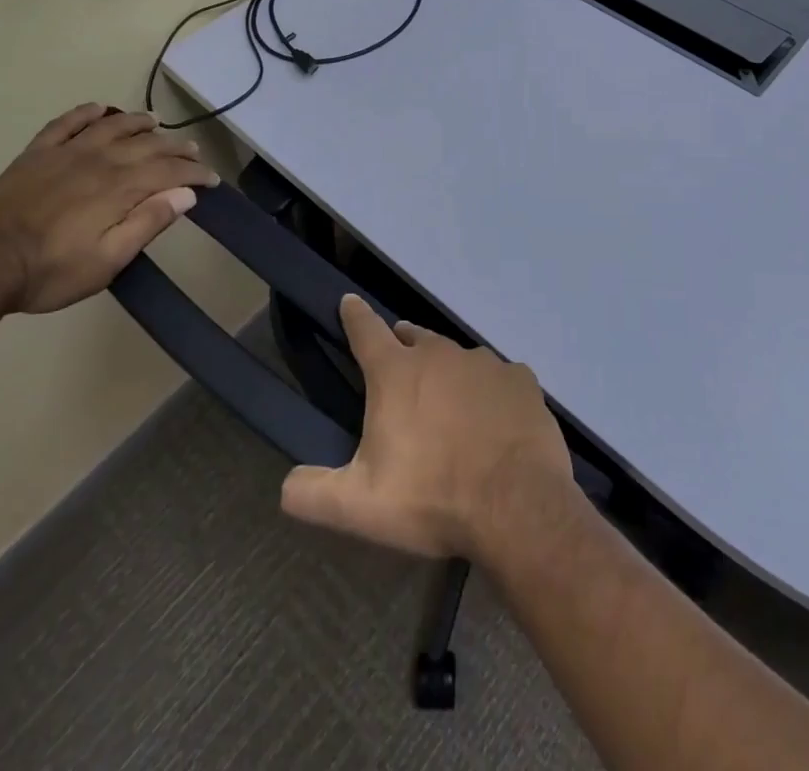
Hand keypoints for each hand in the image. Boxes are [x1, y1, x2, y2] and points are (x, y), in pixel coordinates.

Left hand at [0, 104, 219, 315]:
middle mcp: (99, 160)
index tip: (212, 180)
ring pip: (112, 126)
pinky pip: (66, 123)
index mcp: (119, 188)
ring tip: (156, 121)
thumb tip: (185, 194)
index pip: (169, 171)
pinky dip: (86, 113)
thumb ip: (147, 223)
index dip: (194, 173)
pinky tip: (99, 109)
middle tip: (193, 151)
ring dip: (138, 122)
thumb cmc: (50, 271)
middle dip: (175, 147)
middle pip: (147, 144)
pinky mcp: (36, 154)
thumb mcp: (108, 261)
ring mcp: (65, 153)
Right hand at [280, 295, 573, 559]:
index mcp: (397, 373)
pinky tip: (494, 419)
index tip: (349, 301)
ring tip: (448, 402)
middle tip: (400, 364)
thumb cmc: (432, 499)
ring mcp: (486, 363)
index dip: (355, 315)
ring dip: (448, 371)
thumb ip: (313, 493)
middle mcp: (441, 355)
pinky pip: (499, 378)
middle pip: (415, 338)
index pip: (366, 330)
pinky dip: (491, 392)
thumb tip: (286, 485)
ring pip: (459, 357)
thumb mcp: (359, 506)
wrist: (517, 506)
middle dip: (403, 345)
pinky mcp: (521, 380)